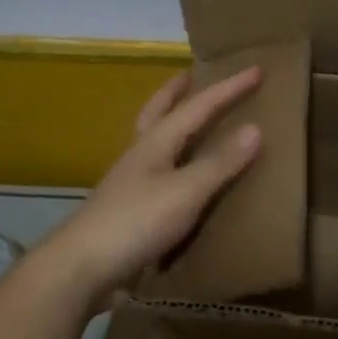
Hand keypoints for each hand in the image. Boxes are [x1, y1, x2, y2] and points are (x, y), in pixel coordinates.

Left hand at [37, 67, 263, 308]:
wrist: (81, 269)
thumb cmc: (135, 222)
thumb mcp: (186, 191)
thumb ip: (220, 162)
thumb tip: (255, 128)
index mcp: (155, 142)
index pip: (198, 106)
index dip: (228, 88)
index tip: (257, 69)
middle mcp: (141, 155)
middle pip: (158, 111)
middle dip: (178, 91)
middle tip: (195, 74)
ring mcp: (131, 183)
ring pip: (156, 141)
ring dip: (173, 124)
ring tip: (194, 122)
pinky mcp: (130, 211)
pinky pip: (159, 175)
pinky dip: (175, 164)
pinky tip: (186, 179)